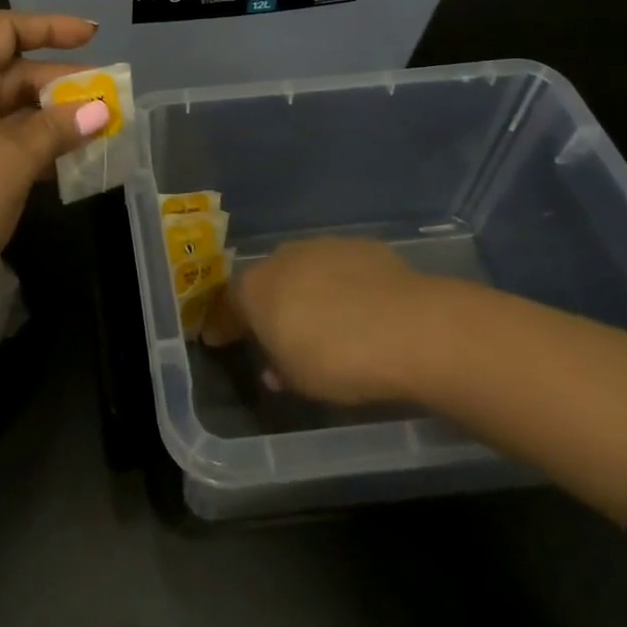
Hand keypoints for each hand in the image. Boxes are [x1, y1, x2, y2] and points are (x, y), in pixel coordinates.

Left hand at [0, 11, 110, 316]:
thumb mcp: (17, 159)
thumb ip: (59, 127)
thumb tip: (101, 109)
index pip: (4, 28)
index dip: (52, 28)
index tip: (92, 37)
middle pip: (2, 68)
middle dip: (54, 82)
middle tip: (102, 98)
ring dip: (39, 115)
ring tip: (87, 131)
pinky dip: (15, 138)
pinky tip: (52, 160)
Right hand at [202, 237, 445, 406]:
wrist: (408, 327)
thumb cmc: (338, 360)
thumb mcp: (300, 381)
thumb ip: (280, 370)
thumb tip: (273, 367)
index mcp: (255, 289)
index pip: (228, 305)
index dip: (224, 324)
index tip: (218, 339)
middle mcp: (282, 258)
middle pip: (266, 280)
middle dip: (269, 303)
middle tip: (278, 331)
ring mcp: (322, 246)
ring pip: (303, 268)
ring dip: (307, 290)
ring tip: (323, 319)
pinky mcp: (361, 245)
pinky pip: (341, 267)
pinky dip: (343, 284)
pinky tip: (360, 307)